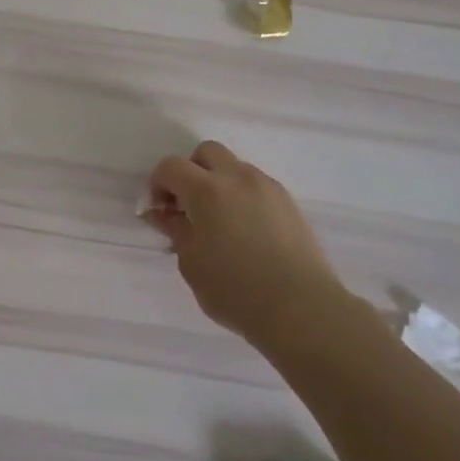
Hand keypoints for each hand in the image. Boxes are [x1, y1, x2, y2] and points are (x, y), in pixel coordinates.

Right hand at [144, 140, 343, 345]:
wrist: (301, 308)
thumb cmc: (235, 290)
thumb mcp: (191, 263)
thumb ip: (176, 231)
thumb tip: (165, 214)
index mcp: (206, 190)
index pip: (171, 166)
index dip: (158, 184)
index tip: (159, 211)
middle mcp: (237, 178)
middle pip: (206, 152)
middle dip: (191, 171)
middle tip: (188, 206)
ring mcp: (267, 187)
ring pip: (235, 167)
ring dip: (219, 183)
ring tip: (220, 221)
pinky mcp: (289, 203)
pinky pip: (257, 186)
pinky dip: (243, 196)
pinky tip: (246, 230)